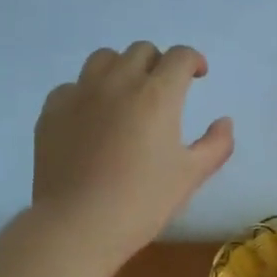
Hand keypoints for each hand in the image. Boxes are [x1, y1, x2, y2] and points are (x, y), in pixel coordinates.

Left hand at [32, 42, 233, 266]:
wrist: (78, 225)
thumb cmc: (142, 201)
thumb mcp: (191, 176)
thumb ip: (216, 145)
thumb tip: (224, 121)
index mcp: (157, 95)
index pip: (180, 56)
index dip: (193, 61)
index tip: (197, 76)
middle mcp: (118, 82)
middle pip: (142, 51)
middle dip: (159, 63)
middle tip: (164, 90)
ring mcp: (80, 93)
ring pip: (104, 59)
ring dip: (122, 69)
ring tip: (126, 95)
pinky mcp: (52, 110)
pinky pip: (73, 86)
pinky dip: (88, 93)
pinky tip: (92, 118)